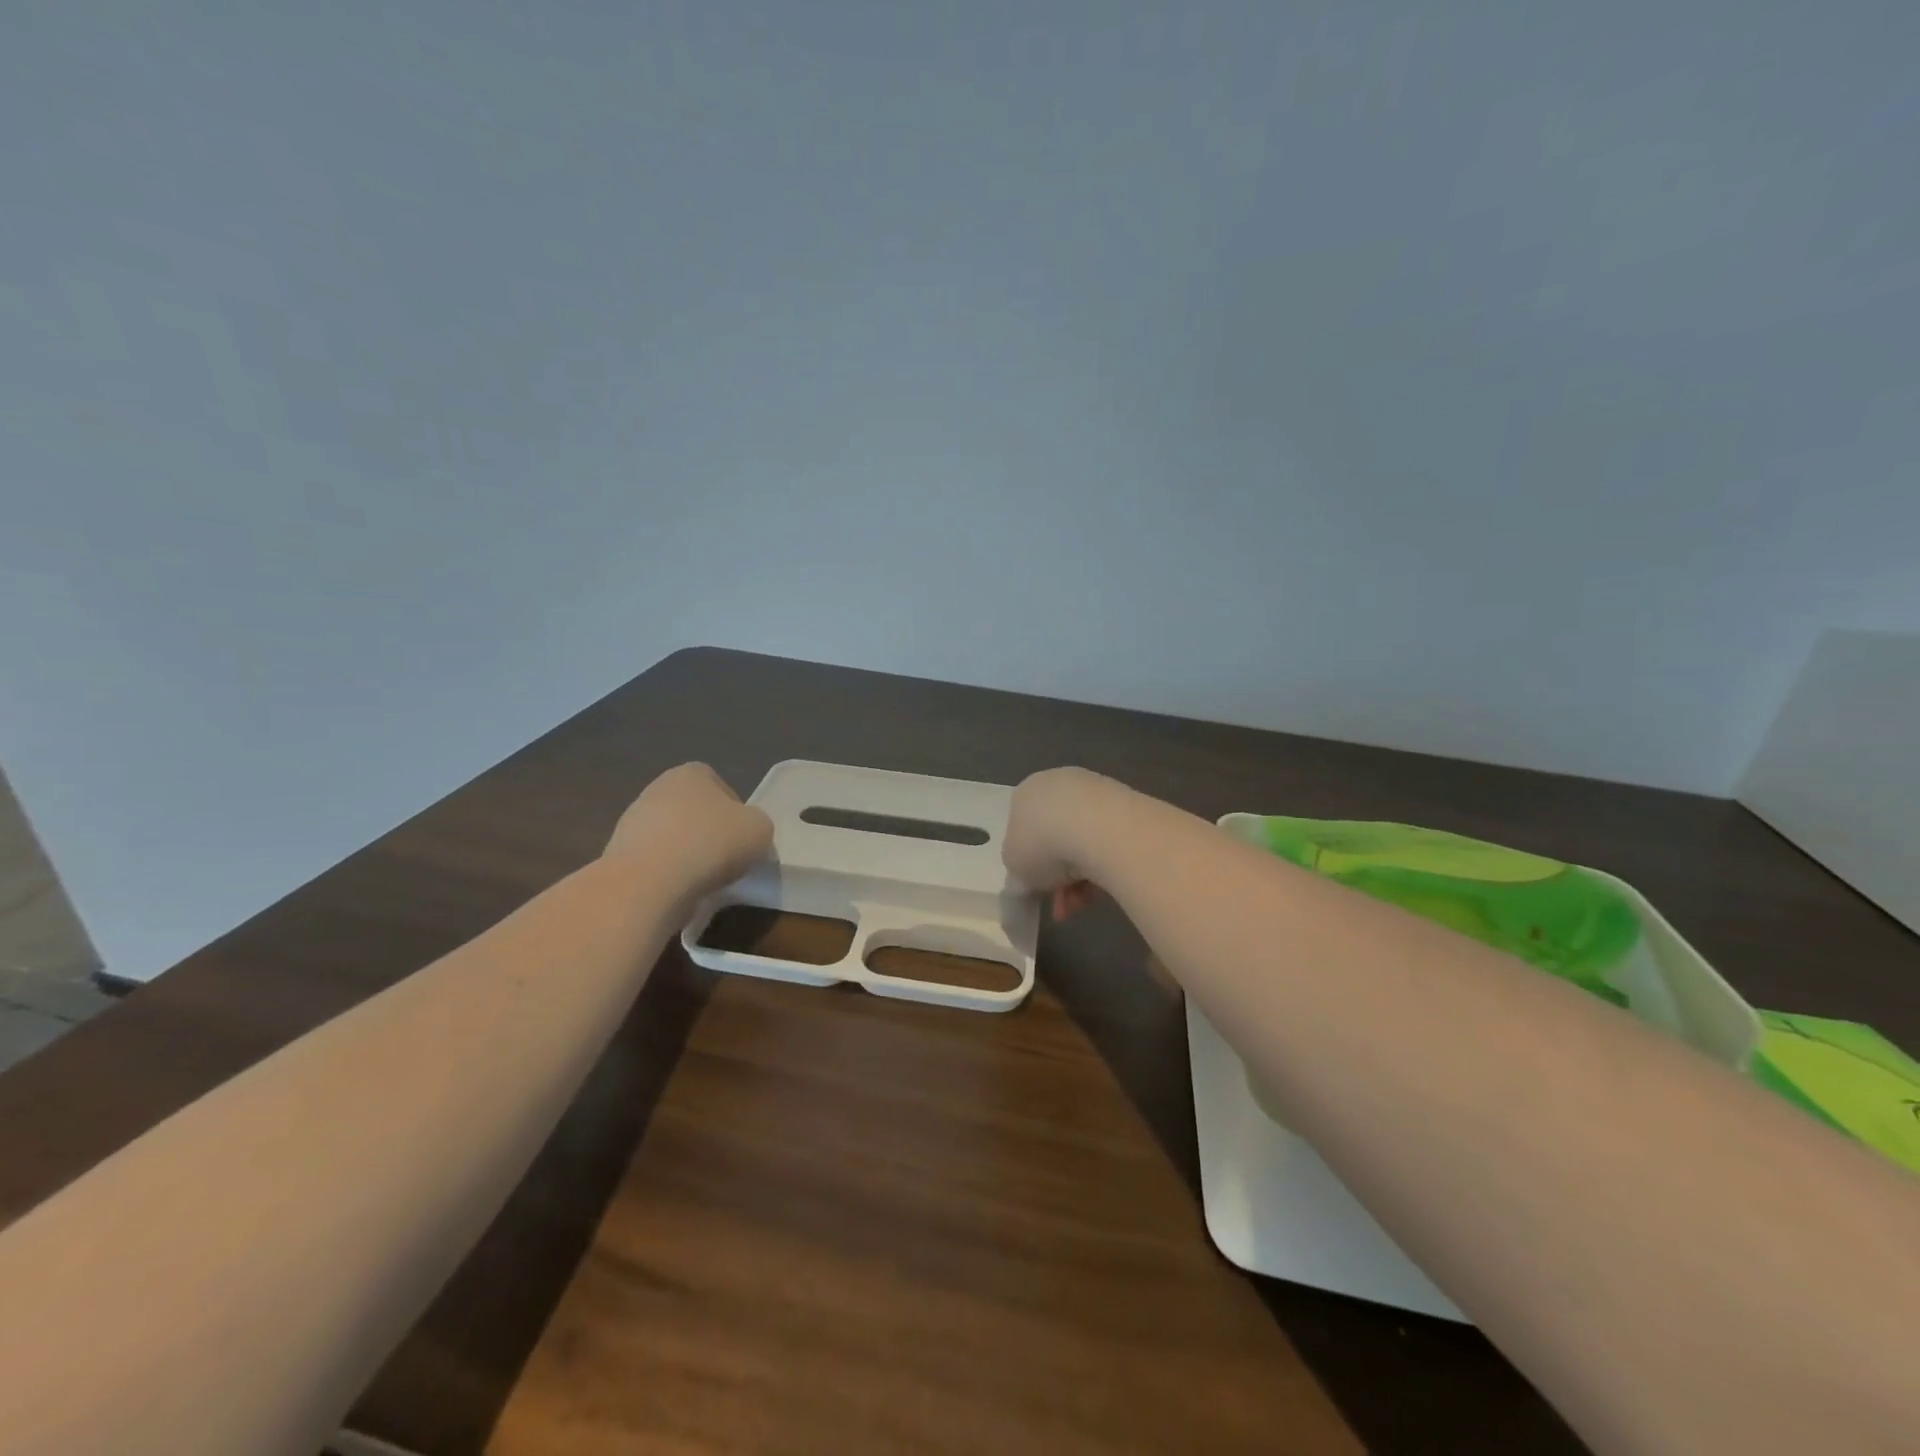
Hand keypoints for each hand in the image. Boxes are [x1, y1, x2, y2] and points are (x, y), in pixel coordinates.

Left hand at [604, 763, 772, 901]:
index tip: (743, 838)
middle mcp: (657, 789)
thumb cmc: (711, 843)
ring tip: (702, 882)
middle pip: (694, 812)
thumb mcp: (760, 829)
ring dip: (687, 856)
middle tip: (726, 860)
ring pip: (672, 838)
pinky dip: (667, 876)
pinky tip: (678, 891)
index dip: (736, 813)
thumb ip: (756, 825)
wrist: (649, 883)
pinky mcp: (617, 855)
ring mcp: (632, 822)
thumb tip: (745, 834)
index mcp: (691, 773)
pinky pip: (654, 863)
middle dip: (709, 834)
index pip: (720, 787)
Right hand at [1002, 767, 1112, 921]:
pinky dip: (1104, 866)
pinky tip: (1104, 889)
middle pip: (1055, 837)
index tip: (1037, 888)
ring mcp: (1095, 791)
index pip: (1024, 827)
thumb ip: (1019, 870)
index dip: (1029, 862)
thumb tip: (1030, 877)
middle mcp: (1059, 784)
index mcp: (1026, 792)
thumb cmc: (1043, 844)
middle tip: (1063, 906)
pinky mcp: (1127, 803)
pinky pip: (1108, 842)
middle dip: (1058, 875)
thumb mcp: (1014, 867)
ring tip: (1084, 903)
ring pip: (1083, 842)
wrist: (1098, 829)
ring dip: (1081, 878)